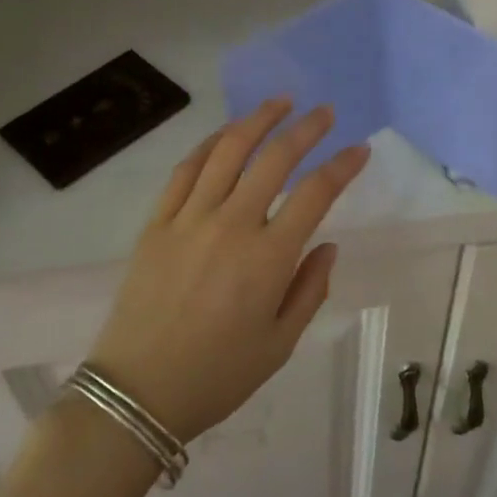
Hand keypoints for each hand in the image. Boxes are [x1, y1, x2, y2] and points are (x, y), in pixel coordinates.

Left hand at [87, 98, 370, 442]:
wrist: (137, 393)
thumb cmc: (217, 376)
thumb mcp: (280, 345)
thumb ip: (310, 290)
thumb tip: (328, 245)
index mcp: (268, 258)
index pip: (316, 194)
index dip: (342, 166)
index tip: (359, 150)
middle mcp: (232, 225)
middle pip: (275, 159)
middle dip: (306, 128)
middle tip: (324, 112)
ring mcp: (190, 219)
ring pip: (229, 151)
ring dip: (258, 120)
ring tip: (279, 102)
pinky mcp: (158, 222)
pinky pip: (186, 170)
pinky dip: (210, 144)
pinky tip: (227, 134)